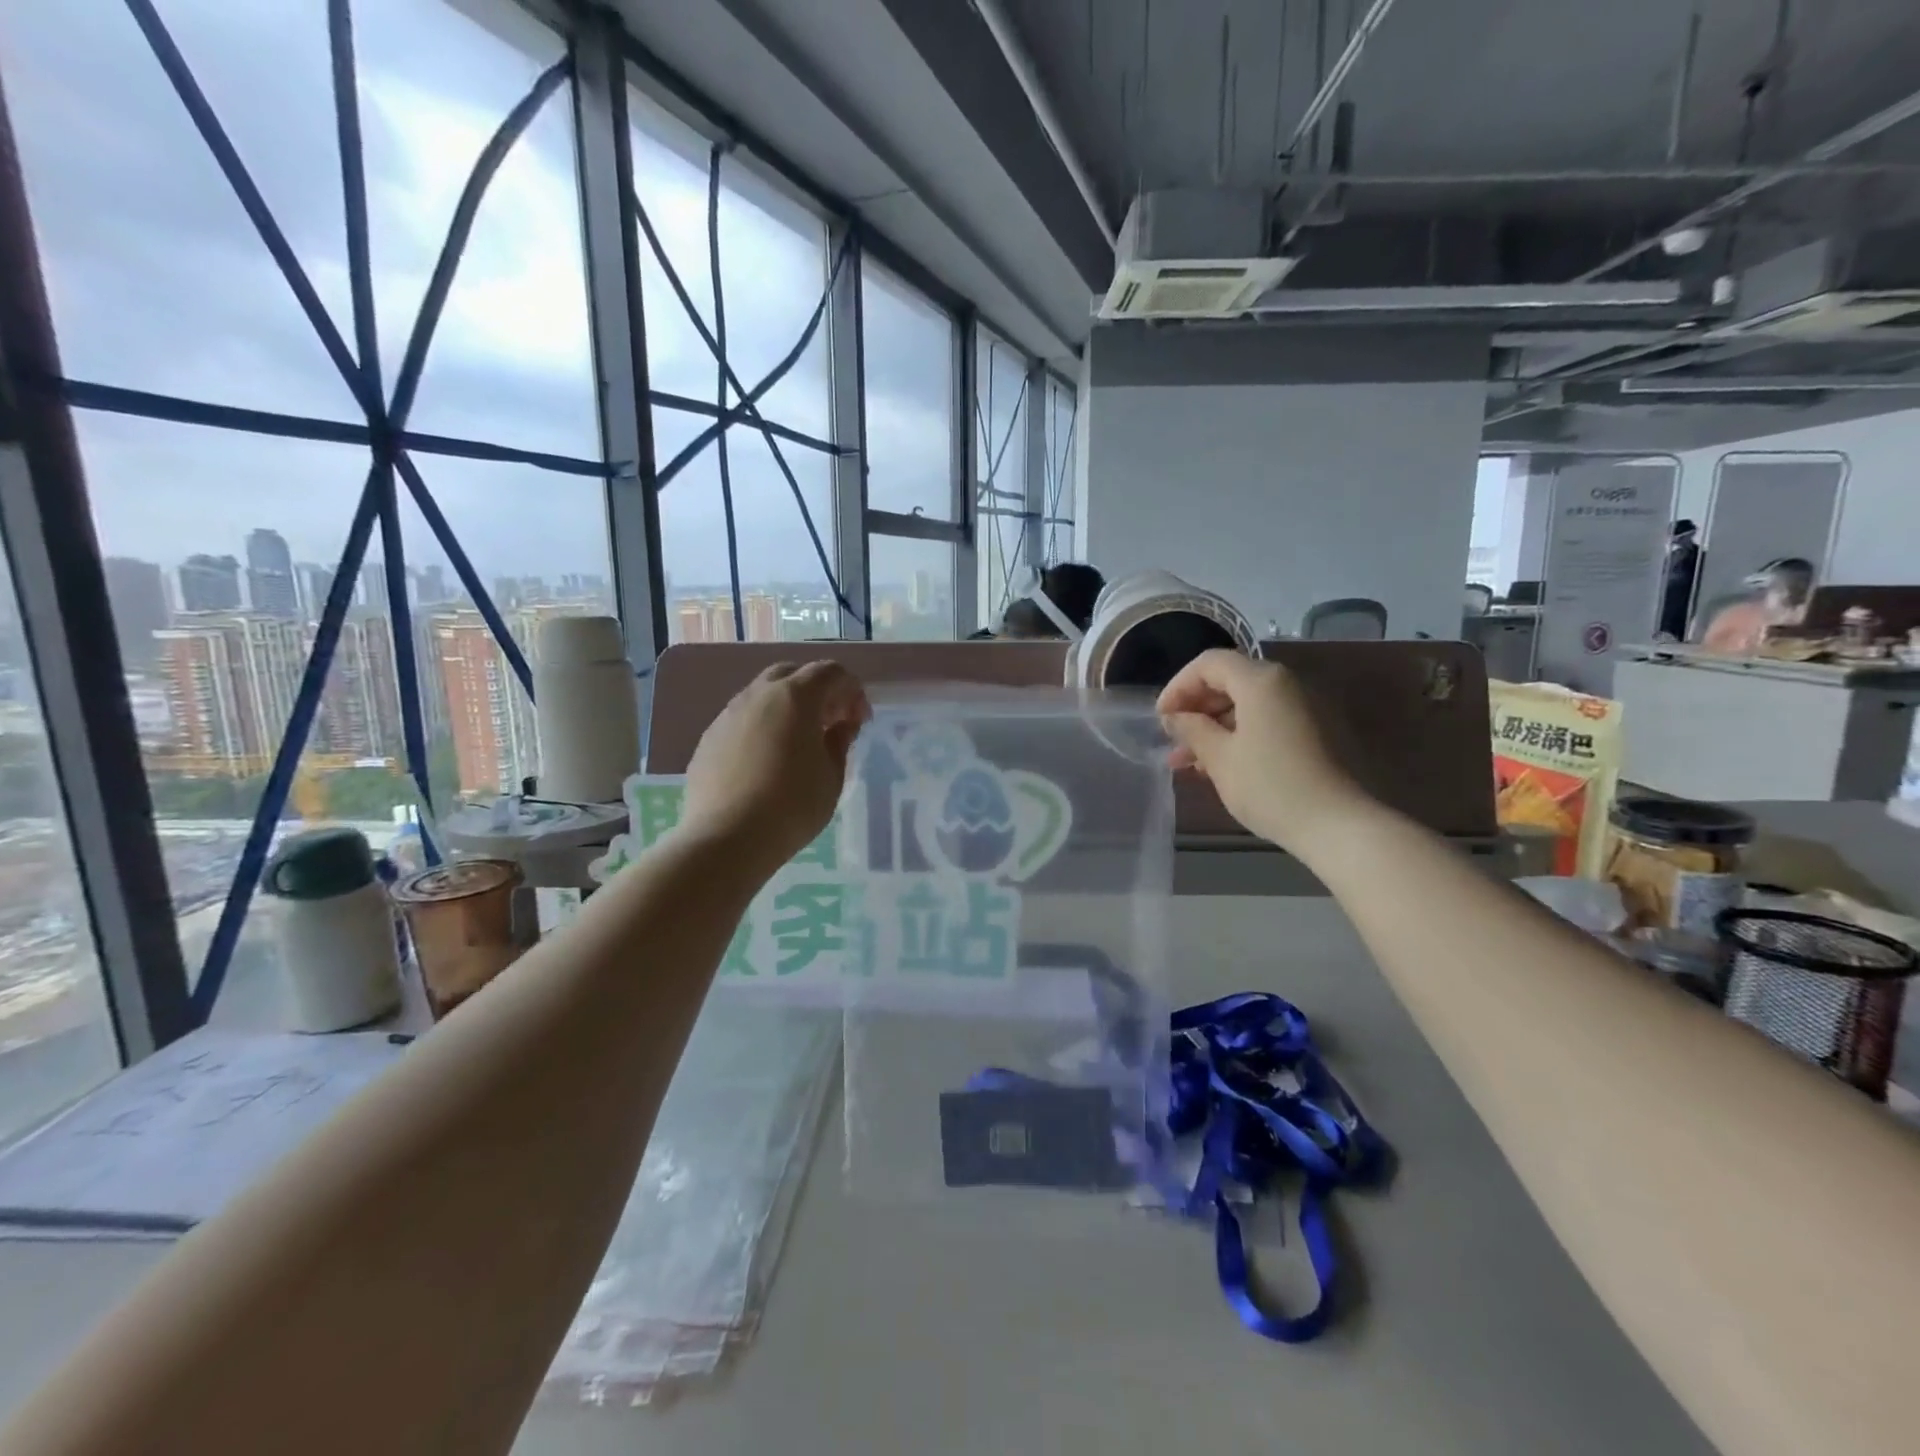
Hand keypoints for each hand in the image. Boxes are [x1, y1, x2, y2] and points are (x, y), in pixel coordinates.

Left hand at [681, 662, 869, 875]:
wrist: (726, 839)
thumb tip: (841, 726)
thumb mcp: (831, 777)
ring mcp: (728, 714)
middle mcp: (758, 695)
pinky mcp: (709, 738)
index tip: (859, 721)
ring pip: (763, 695)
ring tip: (799, 743)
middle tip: (830, 722)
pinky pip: (743, 719)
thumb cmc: (792, 806)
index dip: (852, 691)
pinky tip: (767, 760)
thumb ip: (839, 742)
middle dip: (817, 691)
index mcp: (795, 697)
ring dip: (787, 707)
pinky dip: (762, 727)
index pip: (830, 672)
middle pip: (792, 674)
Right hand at [1157, 650, 1366, 854]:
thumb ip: (1192, 729)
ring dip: (1215, 726)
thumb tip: (1175, 717)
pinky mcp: (1316, 731)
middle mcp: (1286, 684)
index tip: (1161, 719)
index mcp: (1262, 681)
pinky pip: (1268, 720)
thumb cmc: (1271, 787)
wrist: (1339, 825)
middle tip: (1173, 740)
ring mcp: (1305, 707)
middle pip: (1230, 680)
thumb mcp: (1220, 758)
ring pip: (1248, 704)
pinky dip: (1240, 734)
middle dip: (1196, 708)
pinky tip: (1221, 765)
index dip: (1178, 686)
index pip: (1209, 664)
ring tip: (1189, 762)